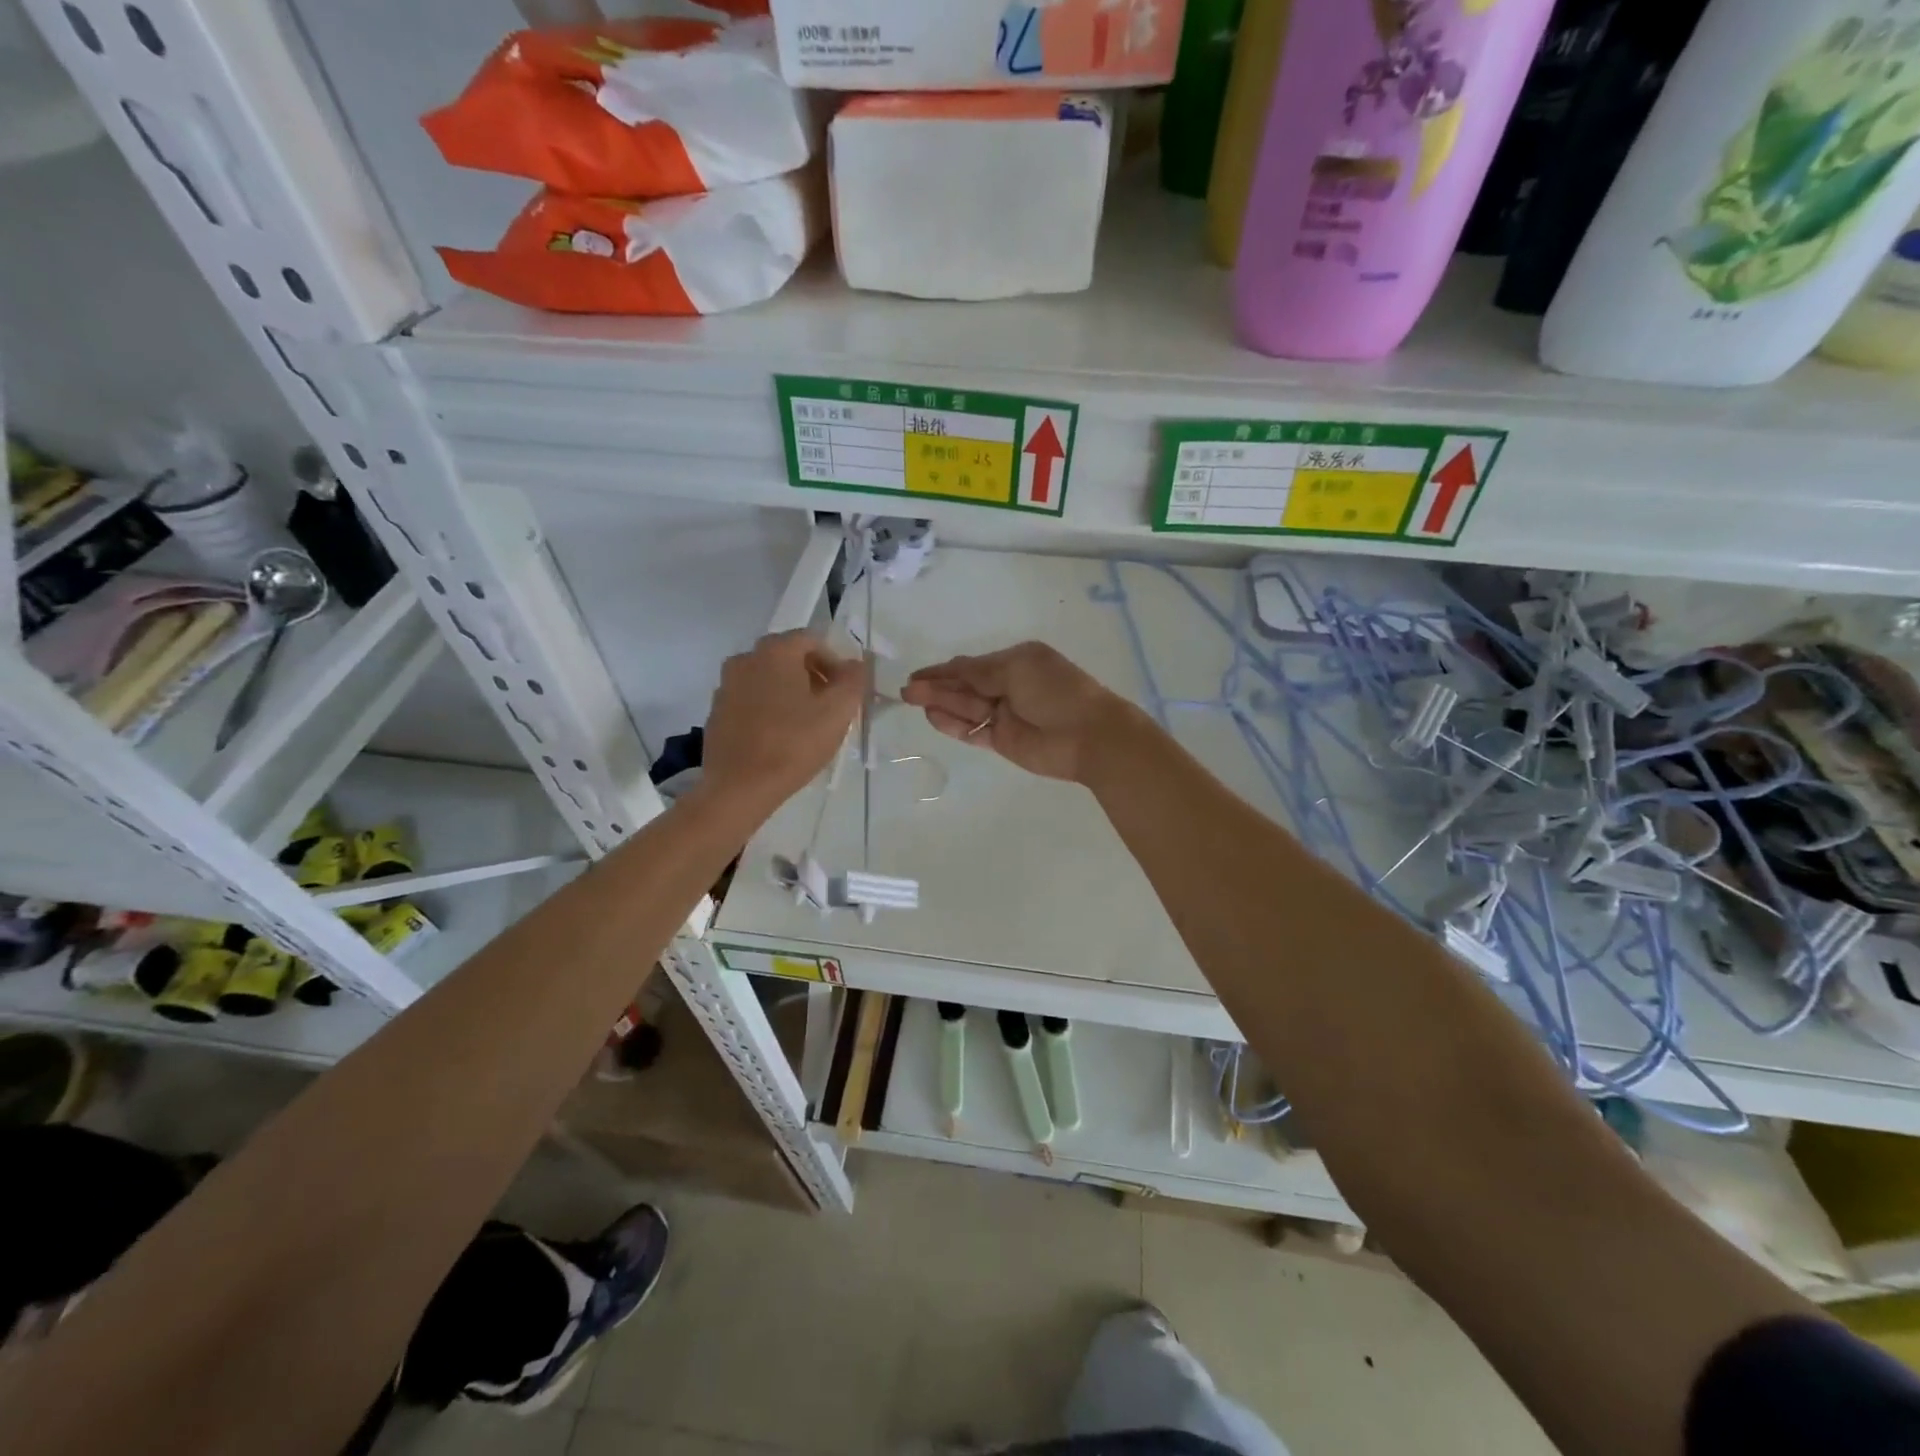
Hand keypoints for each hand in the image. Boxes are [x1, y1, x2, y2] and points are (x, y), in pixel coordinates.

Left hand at [702, 631, 865, 807]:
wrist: (739, 787)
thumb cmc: (793, 744)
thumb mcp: (837, 712)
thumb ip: (853, 681)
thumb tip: (856, 665)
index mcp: (775, 651)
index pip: (812, 640)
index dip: (835, 662)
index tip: (845, 691)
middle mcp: (746, 659)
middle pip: (788, 656)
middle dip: (813, 675)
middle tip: (830, 706)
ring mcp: (726, 685)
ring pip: (768, 678)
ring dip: (790, 691)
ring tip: (806, 723)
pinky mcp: (717, 711)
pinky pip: (750, 698)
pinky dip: (768, 707)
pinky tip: (779, 736)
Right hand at [901, 642, 1137, 782]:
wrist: (1088, 735)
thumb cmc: (1056, 691)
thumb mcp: (1016, 669)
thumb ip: (980, 673)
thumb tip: (952, 671)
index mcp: (1016, 662)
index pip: (972, 665)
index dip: (944, 670)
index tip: (917, 674)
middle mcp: (1008, 686)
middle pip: (965, 686)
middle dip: (937, 686)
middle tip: (908, 690)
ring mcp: (1005, 715)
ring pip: (966, 708)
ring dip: (941, 704)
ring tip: (913, 700)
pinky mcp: (1003, 741)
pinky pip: (973, 731)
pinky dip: (954, 725)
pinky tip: (933, 718)